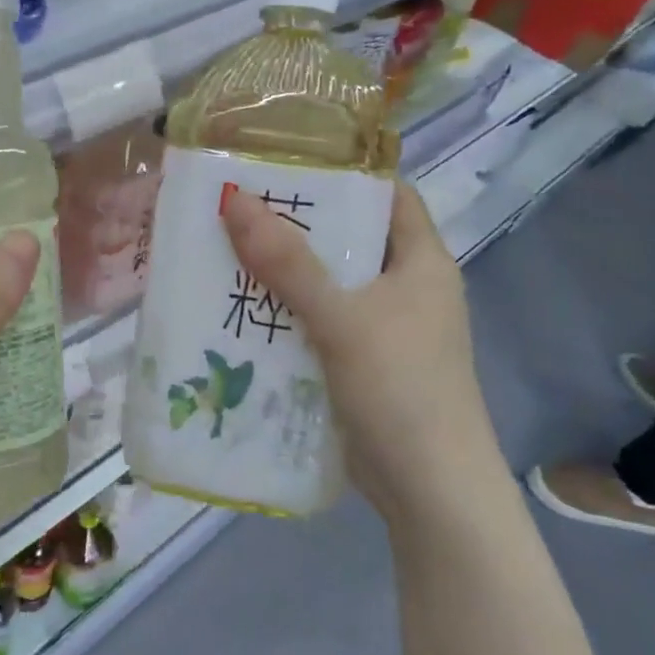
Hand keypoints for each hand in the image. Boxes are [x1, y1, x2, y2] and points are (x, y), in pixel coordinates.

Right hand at [221, 180, 497, 517]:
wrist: (430, 492)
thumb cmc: (401, 390)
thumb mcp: (341, 319)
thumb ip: (288, 262)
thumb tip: (234, 199)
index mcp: (422, 262)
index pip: (388, 195)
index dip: (343, 173)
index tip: (284, 162)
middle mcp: (406, 288)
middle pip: (348, 239)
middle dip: (295, 225)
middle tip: (236, 208)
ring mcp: (384, 329)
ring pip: (328, 285)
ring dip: (282, 273)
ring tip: (225, 252)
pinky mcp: (362, 364)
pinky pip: (317, 324)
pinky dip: (284, 315)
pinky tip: (240, 312)